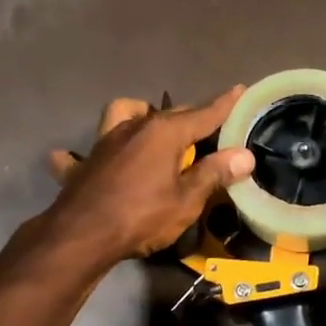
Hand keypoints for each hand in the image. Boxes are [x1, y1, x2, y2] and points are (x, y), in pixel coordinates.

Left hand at [43, 89, 254, 265]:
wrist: (81, 236)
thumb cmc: (142, 216)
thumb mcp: (187, 200)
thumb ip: (214, 174)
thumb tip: (244, 155)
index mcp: (164, 132)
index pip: (203, 114)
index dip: (224, 105)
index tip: (239, 89)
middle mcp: (134, 126)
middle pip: (169, 114)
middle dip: (190, 117)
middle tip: (207, 129)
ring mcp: (105, 142)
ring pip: (124, 114)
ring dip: (139, 116)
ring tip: (152, 132)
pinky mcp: (84, 163)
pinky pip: (87, 152)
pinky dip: (96, 155)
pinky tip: (99, 162)